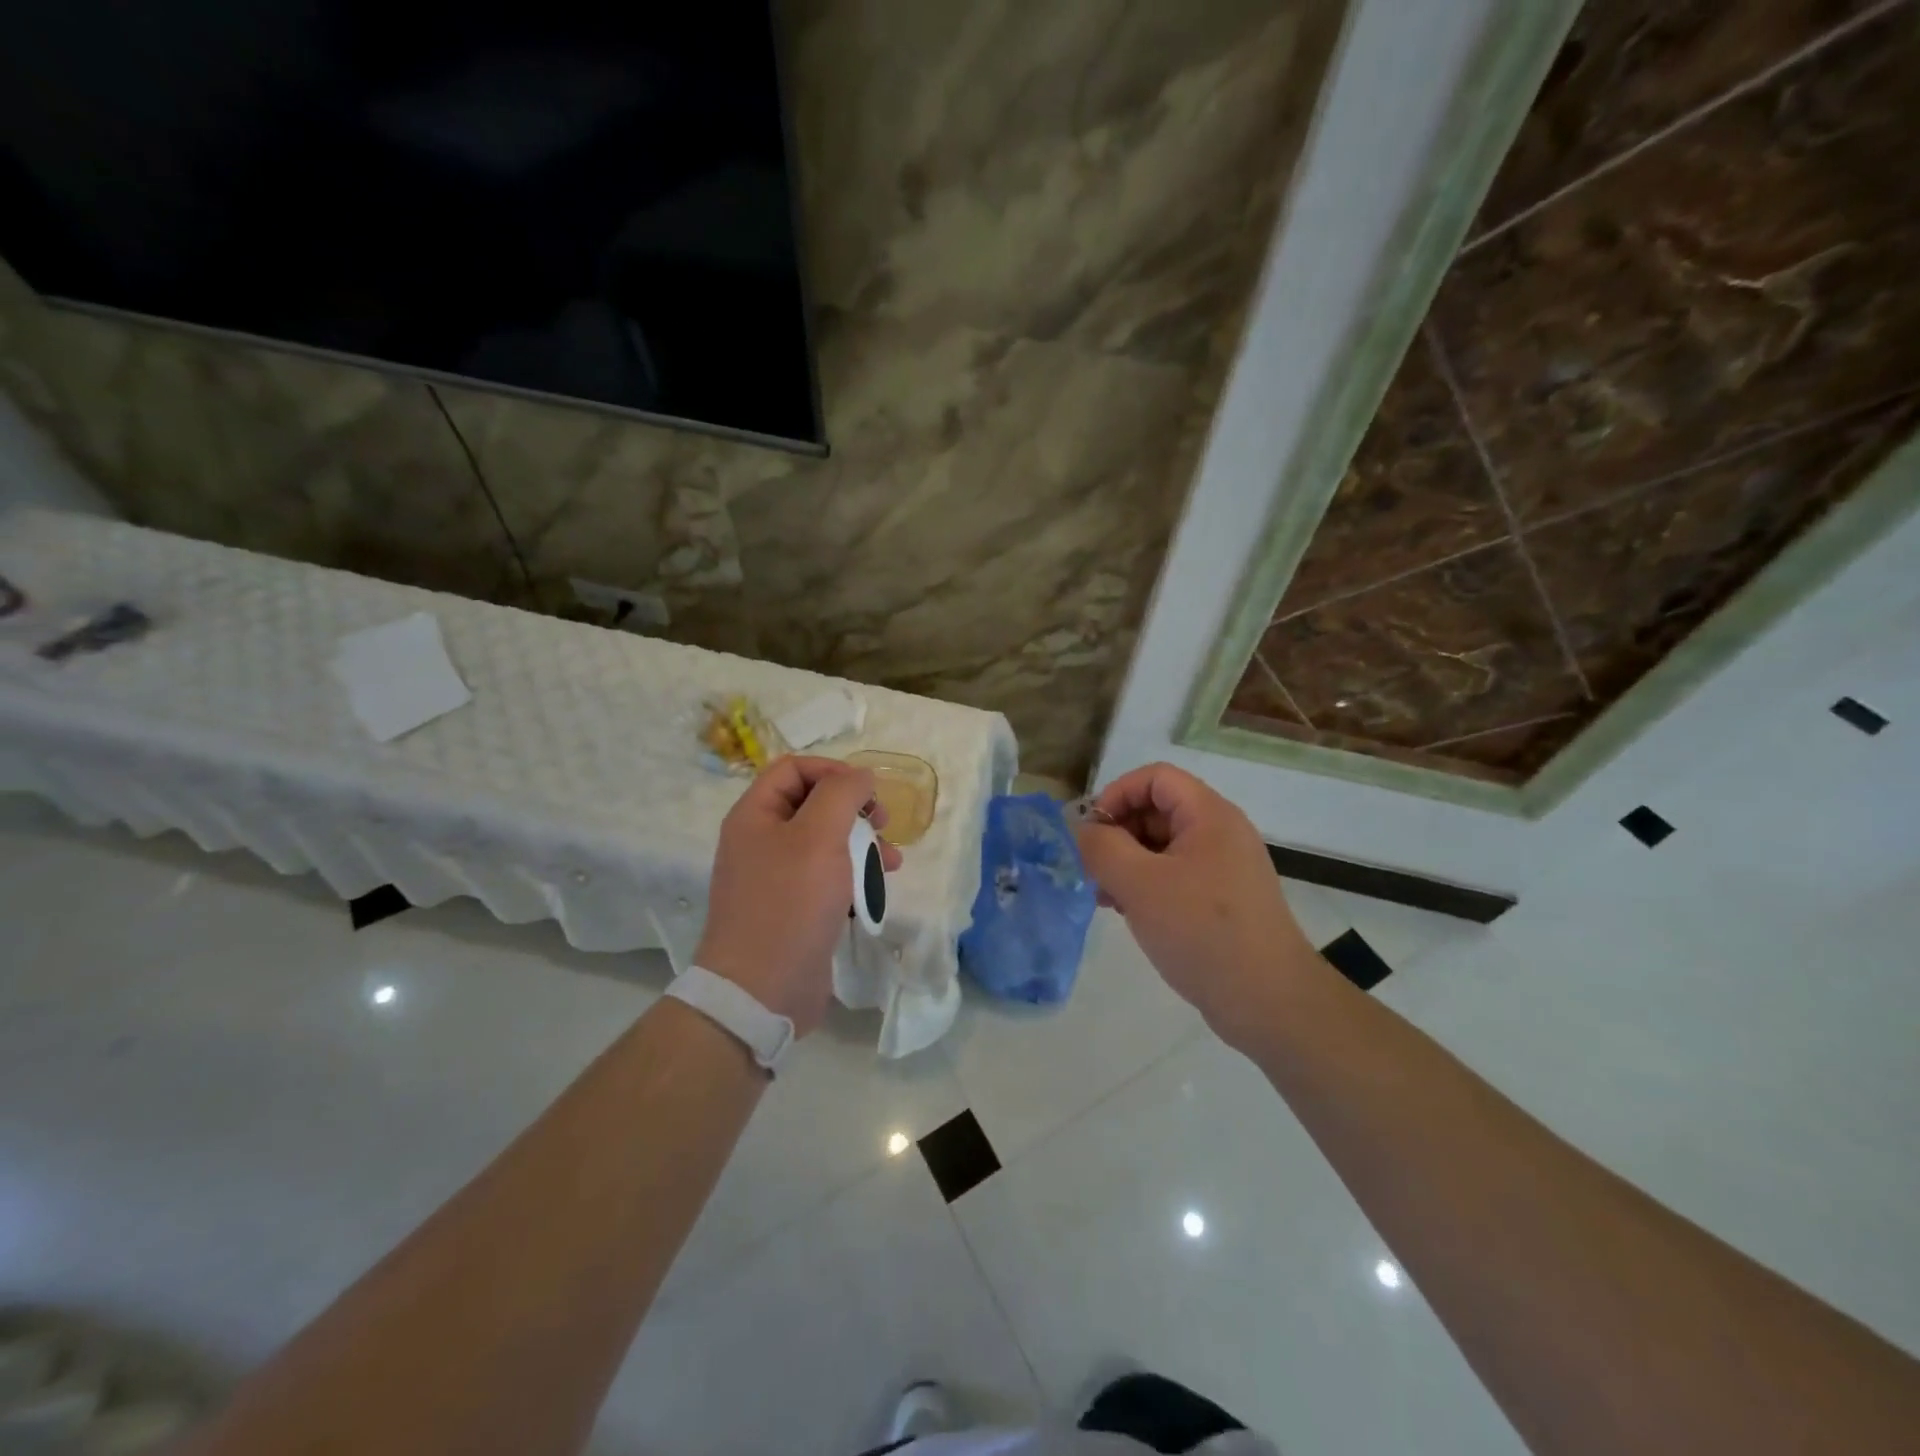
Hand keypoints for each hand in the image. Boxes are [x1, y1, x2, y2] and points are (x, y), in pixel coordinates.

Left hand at [694, 755, 903, 1035]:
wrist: (762, 990)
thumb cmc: (790, 903)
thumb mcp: (819, 836)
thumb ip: (842, 794)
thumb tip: (861, 775)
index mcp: (755, 815)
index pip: (794, 768)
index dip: (834, 771)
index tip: (868, 792)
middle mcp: (761, 840)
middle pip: (814, 804)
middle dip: (855, 809)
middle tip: (883, 823)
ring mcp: (776, 877)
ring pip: (826, 842)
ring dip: (862, 845)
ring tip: (891, 862)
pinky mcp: (794, 908)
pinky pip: (827, 878)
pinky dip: (853, 877)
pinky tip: (875, 891)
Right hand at [1074, 763, 1320, 1044]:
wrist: (1268, 1001)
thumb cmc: (1202, 931)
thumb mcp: (1140, 884)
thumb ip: (1101, 848)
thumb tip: (1080, 831)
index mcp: (1209, 815)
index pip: (1155, 777)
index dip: (1117, 794)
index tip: (1091, 832)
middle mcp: (1220, 832)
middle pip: (1157, 809)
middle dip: (1118, 833)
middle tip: (1091, 869)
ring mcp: (1223, 868)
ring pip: (1162, 846)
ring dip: (1126, 862)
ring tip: (1103, 896)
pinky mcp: (1221, 900)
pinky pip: (1175, 875)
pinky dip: (1146, 885)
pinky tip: (1126, 912)